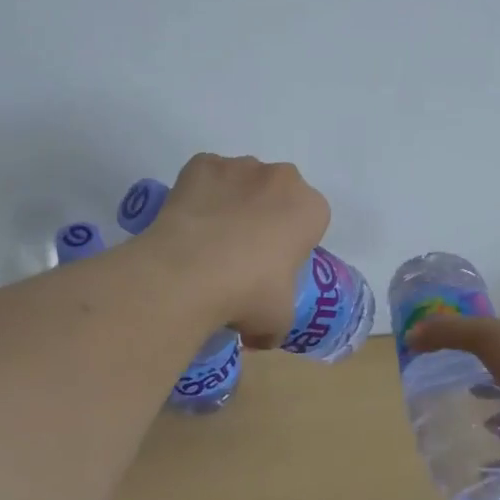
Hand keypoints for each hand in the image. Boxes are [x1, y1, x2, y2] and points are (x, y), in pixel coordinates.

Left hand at [145, 154, 329, 345]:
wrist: (189, 272)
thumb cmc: (248, 294)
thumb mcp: (278, 320)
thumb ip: (276, 322)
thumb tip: (257, 336)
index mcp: (310, 208)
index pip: (310, 221)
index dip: (293, 244)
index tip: (273, 267)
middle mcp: (281, 177)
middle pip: (278, 194)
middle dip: (265, 216)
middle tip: (242, 254)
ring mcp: (239, 166)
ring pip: (242, 182)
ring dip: (233, 203)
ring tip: (208, 241)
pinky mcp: (201, 164)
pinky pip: (206, 177)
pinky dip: (200, 194)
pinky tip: (188, 224)